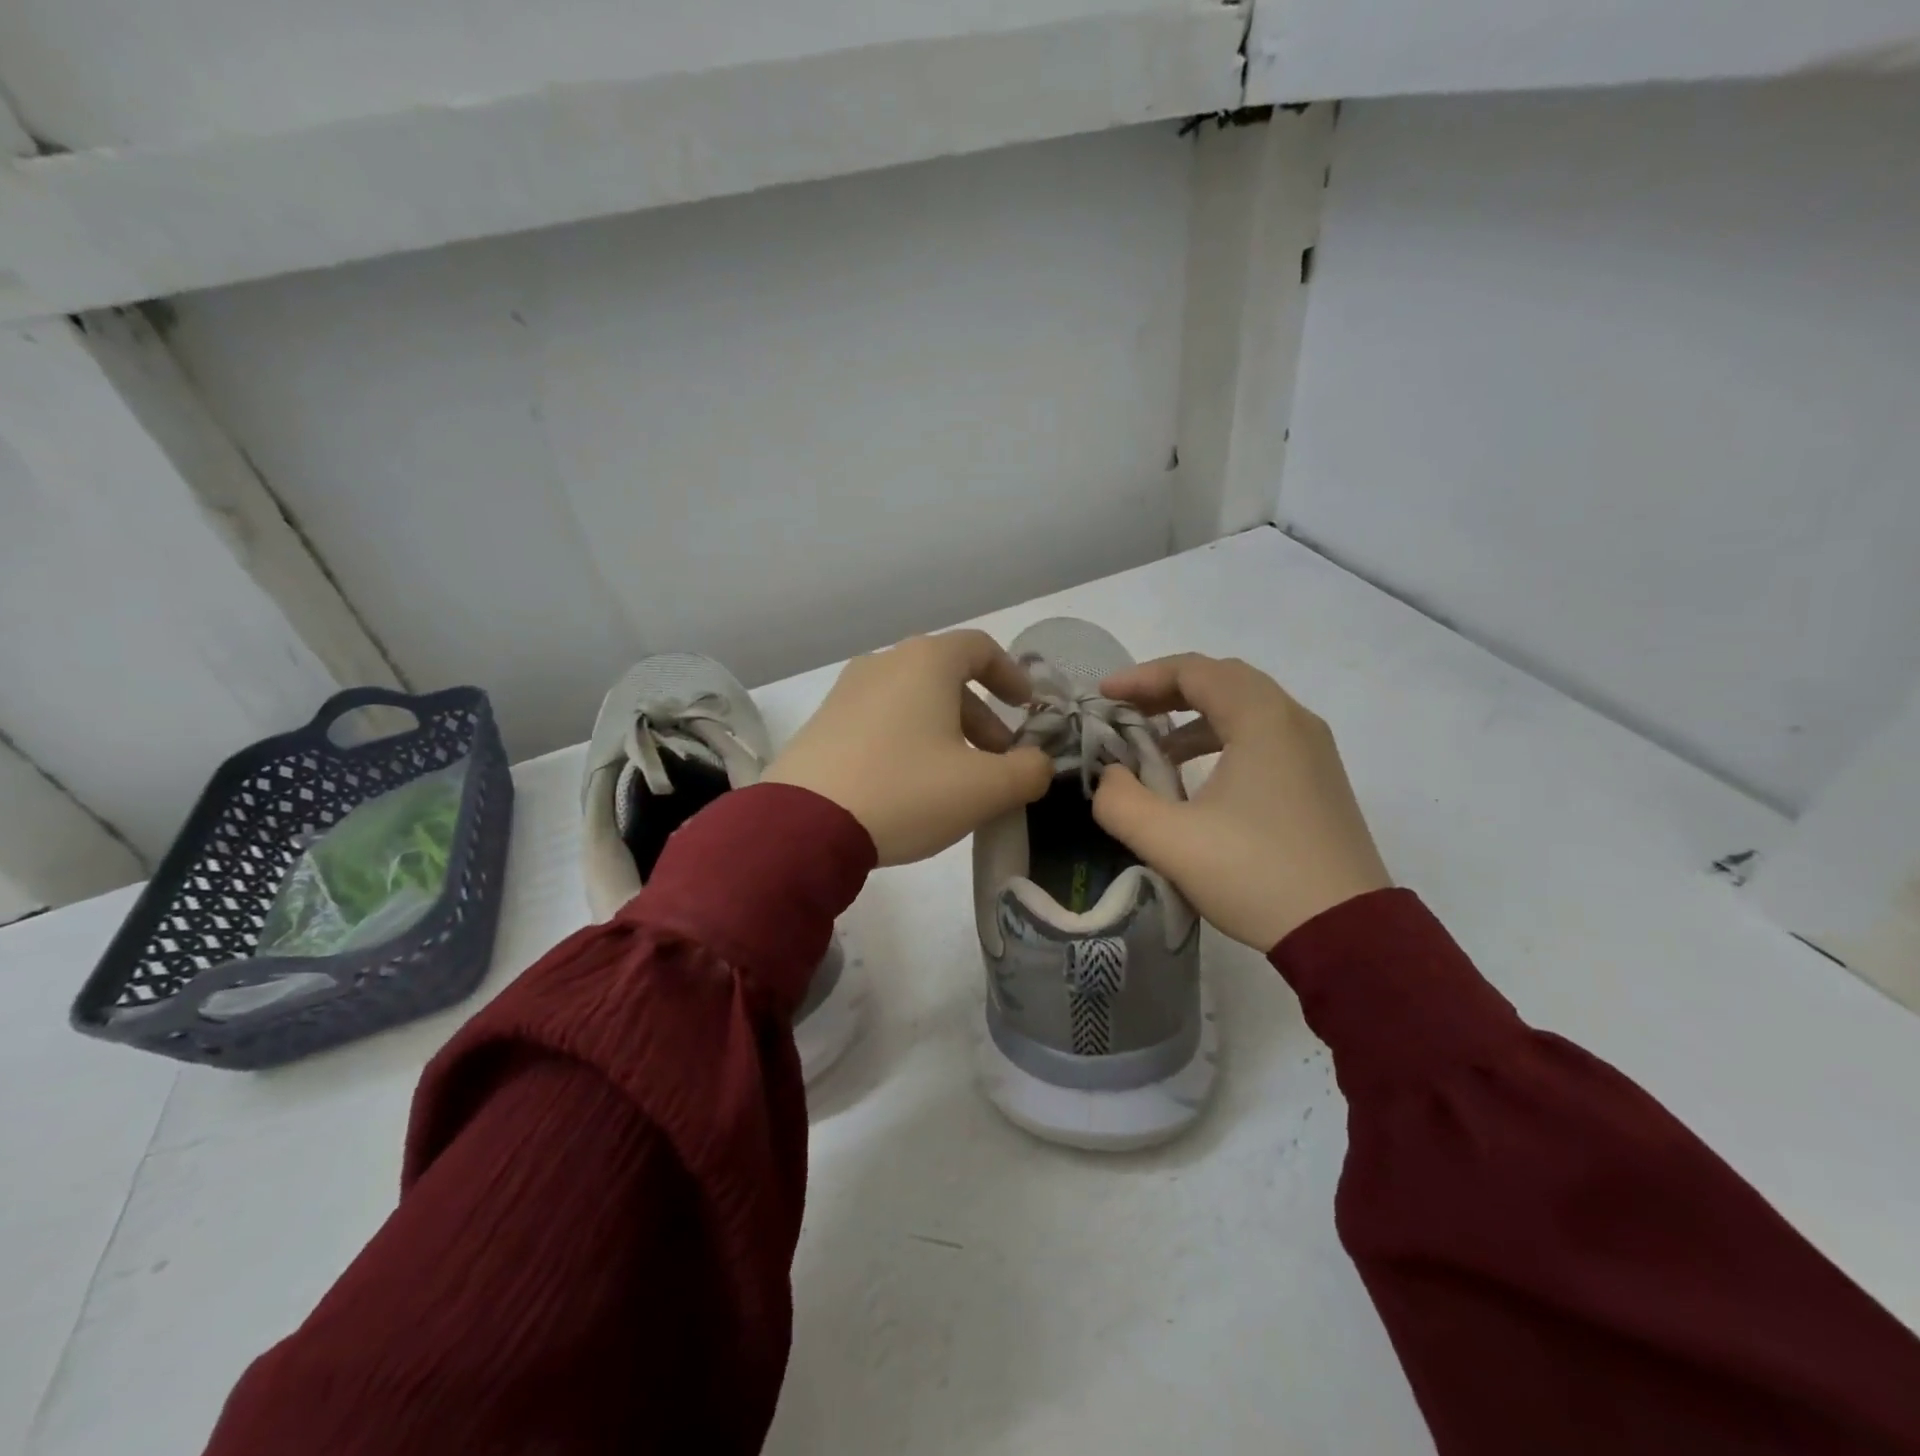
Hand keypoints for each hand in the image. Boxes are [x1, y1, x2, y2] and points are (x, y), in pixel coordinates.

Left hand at [765, 630, 1053, 865]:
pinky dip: (909, 740)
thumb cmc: (906, 791)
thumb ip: (1028, 771)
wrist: (803, 824)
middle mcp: (884, 664)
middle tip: (998, 758)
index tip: (1027, 708)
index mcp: (926, 662)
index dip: (1012, 675)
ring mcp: (847, 692)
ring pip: (913, 701)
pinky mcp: (823, 724)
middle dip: (981, 717)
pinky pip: (881, 720)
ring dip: (946, 731)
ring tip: (957, 778)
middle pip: (947, 678)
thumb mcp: (984, 788)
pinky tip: (911, 784)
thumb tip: (1037, 764)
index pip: (980, 648)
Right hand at [1091, 654, 1390, 951]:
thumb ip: (1120, 801)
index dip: (1141, 677)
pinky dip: (1221, 738)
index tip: (1103, 696)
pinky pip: (1263, 736)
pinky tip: (1195, 776)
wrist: (1346, 933)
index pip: (1194, 671)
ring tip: (1154, 745)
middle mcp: (1293, 722)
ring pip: (1246, 708)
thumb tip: (1111, 776)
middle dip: (1167, 690)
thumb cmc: (1255, 874)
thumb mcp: (1169, 841)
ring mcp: (1313, 751)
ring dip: (1194, 716)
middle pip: (1223, 680)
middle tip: (1126, 710)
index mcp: (1262, 720)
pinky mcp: (1318, 780)